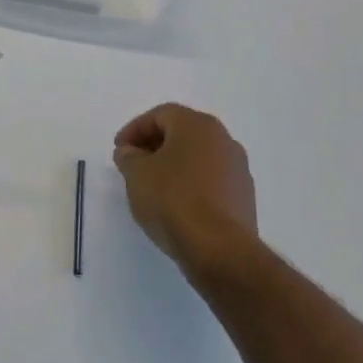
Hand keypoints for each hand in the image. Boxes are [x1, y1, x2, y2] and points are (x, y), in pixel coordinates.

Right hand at [113, 104, 258, 281]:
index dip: (135, 129)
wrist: (219, 248)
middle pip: (182, 133)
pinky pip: (211, 180)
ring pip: (198, 157)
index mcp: (197, 126)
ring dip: (174, 165)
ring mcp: (238, 168)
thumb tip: (130, 152)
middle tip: (133, 164)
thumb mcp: (136, 175)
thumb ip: (129, 157)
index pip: (160, 115)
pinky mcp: (244, 196)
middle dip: (154, 145)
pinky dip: (191, 184)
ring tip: (152, 187)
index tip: (119, 150)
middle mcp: (223, 139)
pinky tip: (176, 205)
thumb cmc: (172, 200)